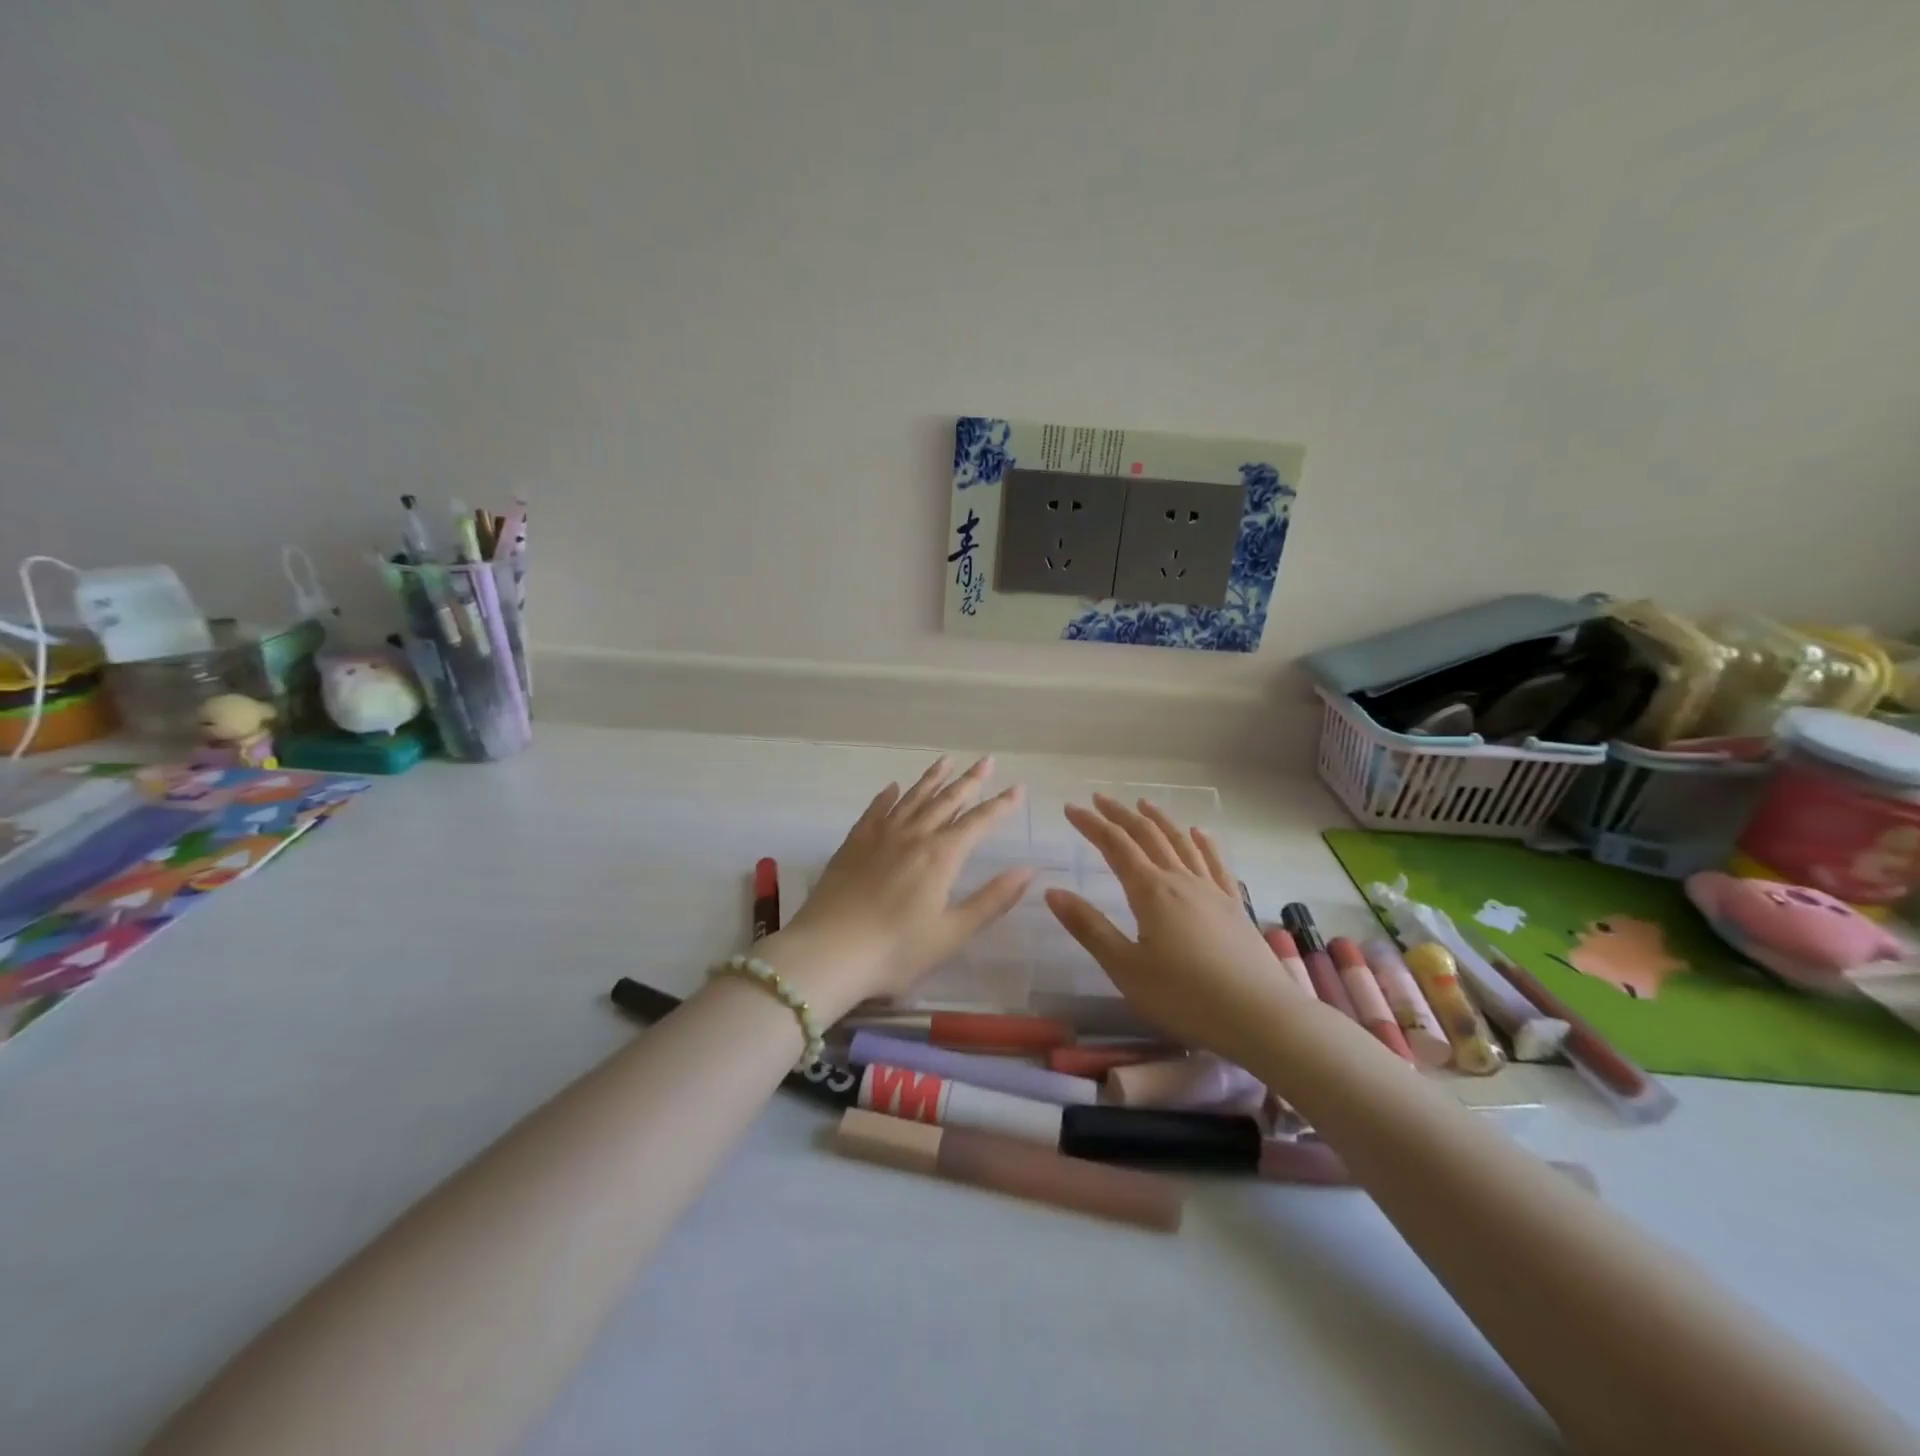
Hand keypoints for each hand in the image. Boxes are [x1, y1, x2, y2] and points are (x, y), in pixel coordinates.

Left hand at [768, 756, 1031, 1017]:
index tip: (1018, 787)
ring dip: (932, 779)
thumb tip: (1027, 870)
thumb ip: (992, 900)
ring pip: (912, 798)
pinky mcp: (853, 844)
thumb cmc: (896, 951)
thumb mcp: (952, 933)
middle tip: (986, 760)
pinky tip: (893, 788)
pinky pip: (875, 810)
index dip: (1000, 805)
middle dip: (970, 781)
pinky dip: (887, 796)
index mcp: (941, 856)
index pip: (978, 822)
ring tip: (946, 761)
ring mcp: (879, 836)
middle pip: (946, 800)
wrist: (828, 952)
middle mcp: (913, 835)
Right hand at [1044, 794, 1303, 1064]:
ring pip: (1181, 843)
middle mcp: (1181, 881)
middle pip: (1148, 836)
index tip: (1071, 808)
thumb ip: (1089, 927)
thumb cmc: (1184, 997)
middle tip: (1099, 798)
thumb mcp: (1125, 968)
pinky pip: (1216, 864)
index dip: (1092, 824)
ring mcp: (1212, 891)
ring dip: (1159, 820)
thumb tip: (1052, 891)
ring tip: (1144, 804)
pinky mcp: (1235, 907)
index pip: (1115, 846)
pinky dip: (1204, 843)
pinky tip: (1199, 834)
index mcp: (1151, 891)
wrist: (1260, 1017)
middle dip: (1121, 815)